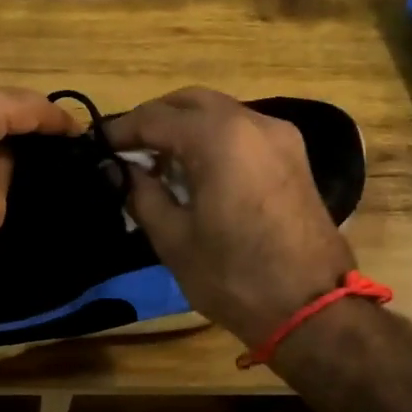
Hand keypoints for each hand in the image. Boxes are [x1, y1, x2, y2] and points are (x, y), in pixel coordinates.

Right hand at [105, 87, 354, 348]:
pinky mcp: (293, 156)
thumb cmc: (234, 276)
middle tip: (128, 149)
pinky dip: (213, 138)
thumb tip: (118, 171)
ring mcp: (279, 136)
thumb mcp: (174, 239)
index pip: (155, 118)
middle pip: (189, 102)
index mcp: (219, 137)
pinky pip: (242, 130)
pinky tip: (197, 170)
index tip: (98, 147)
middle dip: (155, 119)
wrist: (313, 309)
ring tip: (158, 162)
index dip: (122, 131)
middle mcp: (252, 122)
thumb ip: (141, 194)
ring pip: (219, 112)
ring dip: (185, 127)